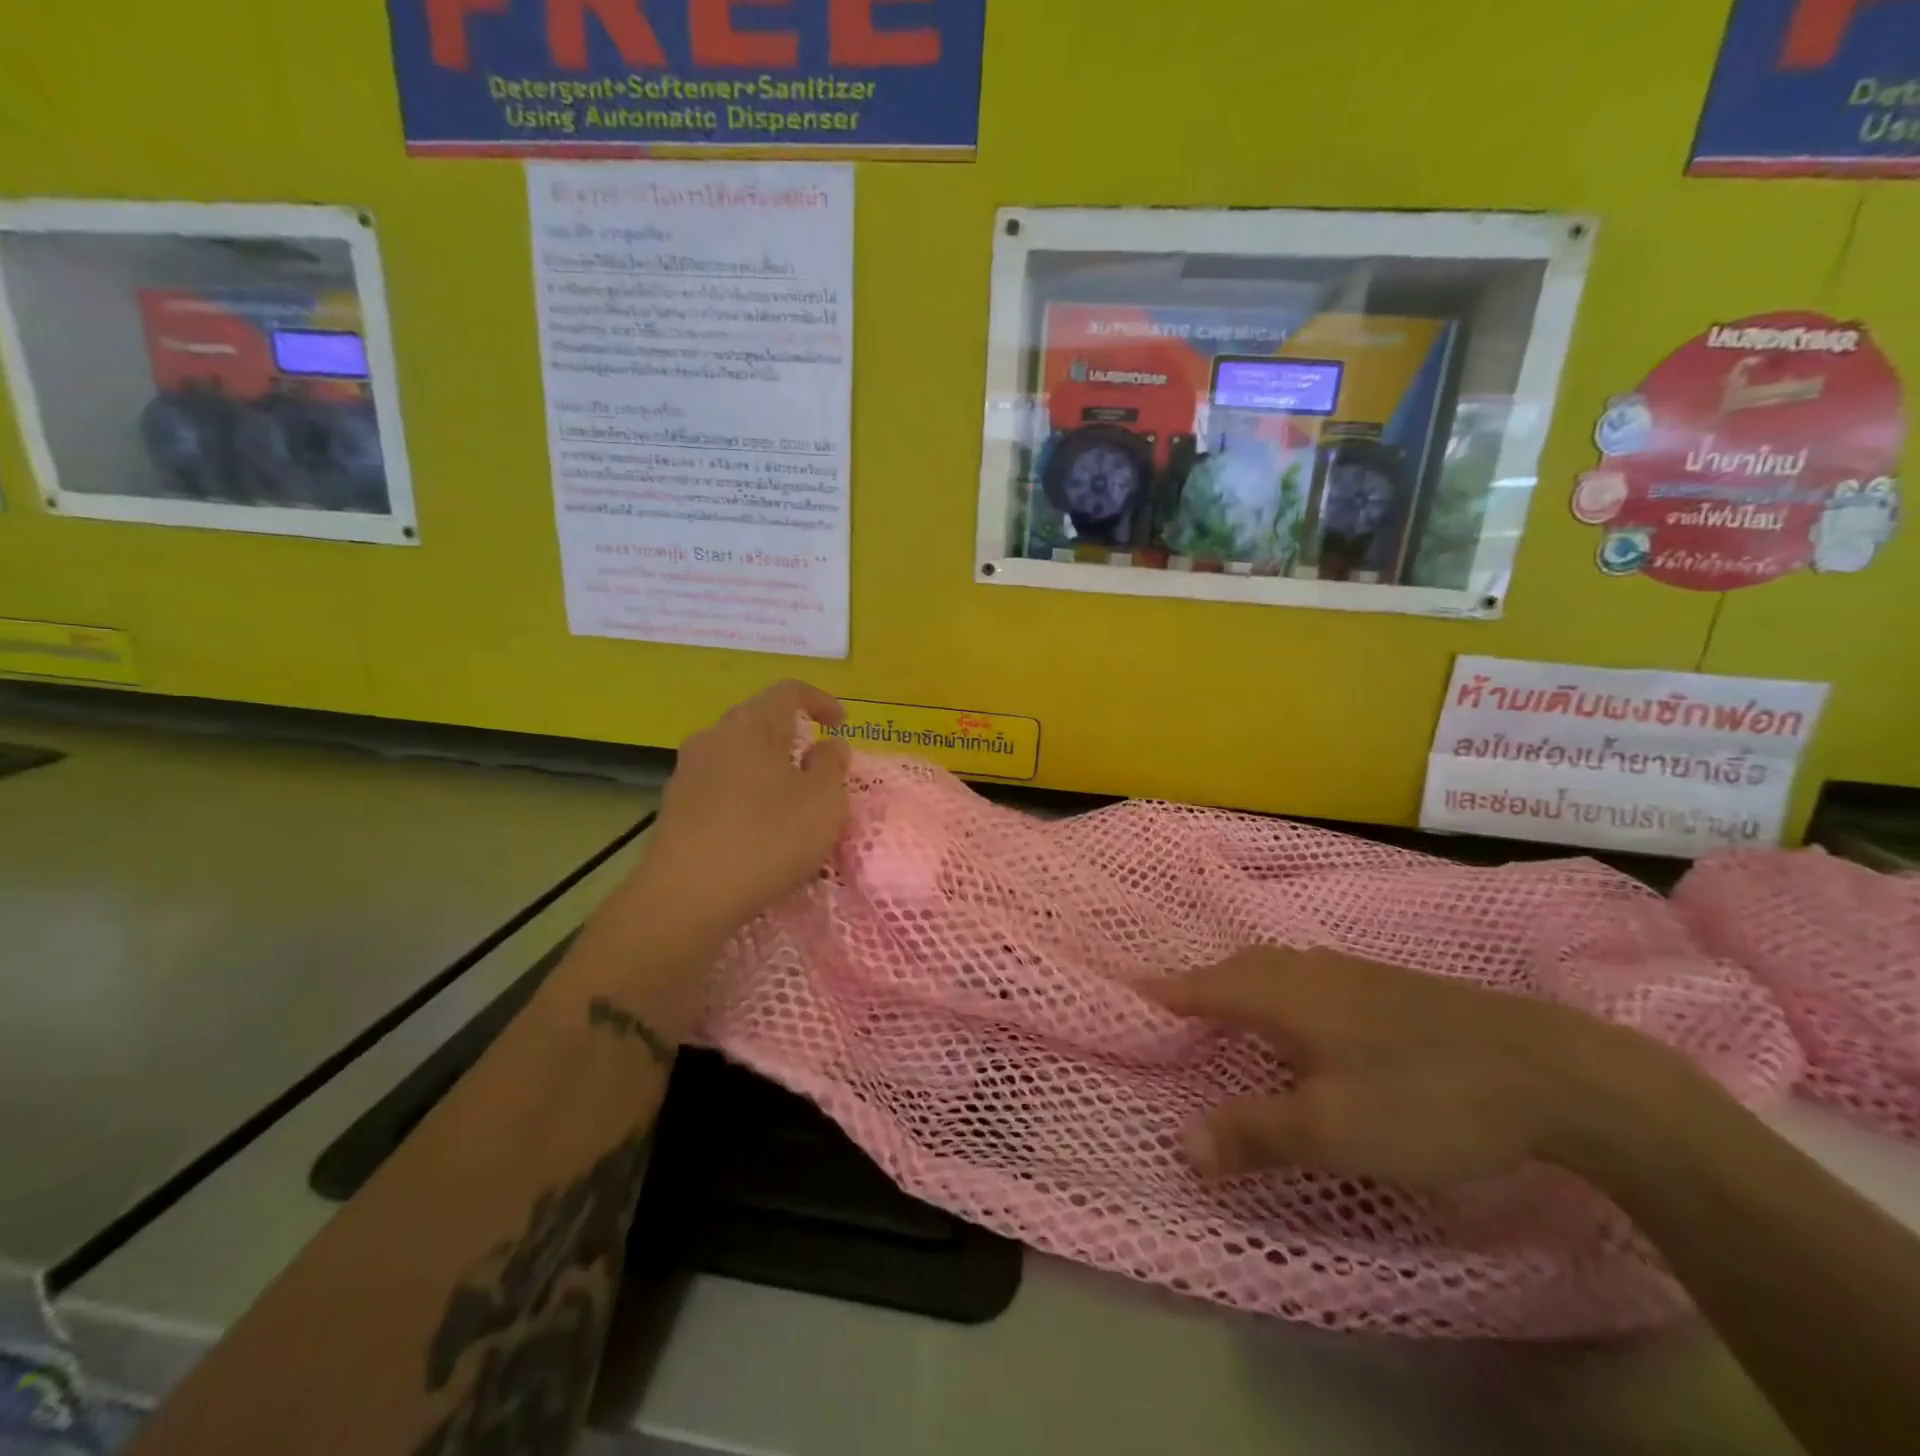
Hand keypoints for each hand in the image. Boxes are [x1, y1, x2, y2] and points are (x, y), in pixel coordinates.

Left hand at [623, 680, 850, 935]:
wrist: (685, 896)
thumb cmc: (767, 839)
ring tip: (790, 798)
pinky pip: (721, 783)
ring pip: (738, 753)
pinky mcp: (675, 805)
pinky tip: (757, 826)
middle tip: (818, 764)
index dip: (820, 700)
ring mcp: (688, 771)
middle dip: (793, 735)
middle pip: (759, 720)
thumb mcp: (823, 802)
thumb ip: (832, 766)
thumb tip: (828, 745)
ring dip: (768, 766)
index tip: (842, 724)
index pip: (789, 691)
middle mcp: (715, 736)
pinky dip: (746, 792)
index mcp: (752, 725)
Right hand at [1150, 948, 1689, 1189]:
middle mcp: (1310, 970)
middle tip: (1175, 1007)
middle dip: (1201, 984)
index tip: (1133, 994)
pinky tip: (1304, 1015)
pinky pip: (1308, 976)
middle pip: (1238, 968)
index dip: (1167, 992)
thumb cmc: (1424, 1097)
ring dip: (1241, 983)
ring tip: (1228, 1009)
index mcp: (1284, 994)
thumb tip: (1182, 1145)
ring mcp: (1354, 973)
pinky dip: (1280, 989)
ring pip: (1276, 968)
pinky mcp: (1390, 986)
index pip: (1206, 986)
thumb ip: (1254, 1135)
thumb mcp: (1331, 1130)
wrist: (1553, 1072)